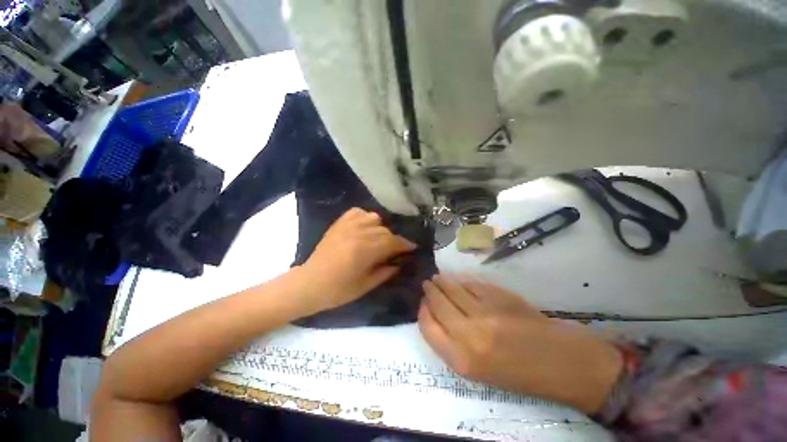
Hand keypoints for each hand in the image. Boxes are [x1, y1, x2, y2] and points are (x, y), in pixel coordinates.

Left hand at [299, 208, 416, 311]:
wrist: (309, 283)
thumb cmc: (338, 290)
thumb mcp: (366, 285)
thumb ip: (386, 272)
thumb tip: (399, 263)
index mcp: (365, 250)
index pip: (393, 242)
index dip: (405, 244)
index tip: (413, 247)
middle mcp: (358, 233)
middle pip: (385, 231)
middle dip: (394, 240)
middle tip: (395, 250)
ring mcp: (347, 225)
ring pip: (374, 218)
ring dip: (381, 228)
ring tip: (378, 238)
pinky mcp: (339, 223)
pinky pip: (358, 212)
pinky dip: (365, 217)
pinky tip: (365, 227)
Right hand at [418, 275, 622, 414]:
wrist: (558, 363)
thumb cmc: (516, 374)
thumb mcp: (477, 370)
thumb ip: (451, 343)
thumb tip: (437, 316)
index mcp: (461, 360)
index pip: (427, 327)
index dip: (422, 312)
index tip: (423, 304)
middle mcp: (469, 335)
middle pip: (438, 304)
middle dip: (430, 291)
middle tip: (427, 284)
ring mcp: (485, 312)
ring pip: (453, 289)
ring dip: (442, 281)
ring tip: (438, 278)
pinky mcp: (499, 297)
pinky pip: (472, 285)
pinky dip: (462, 282)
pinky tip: (460, 281)